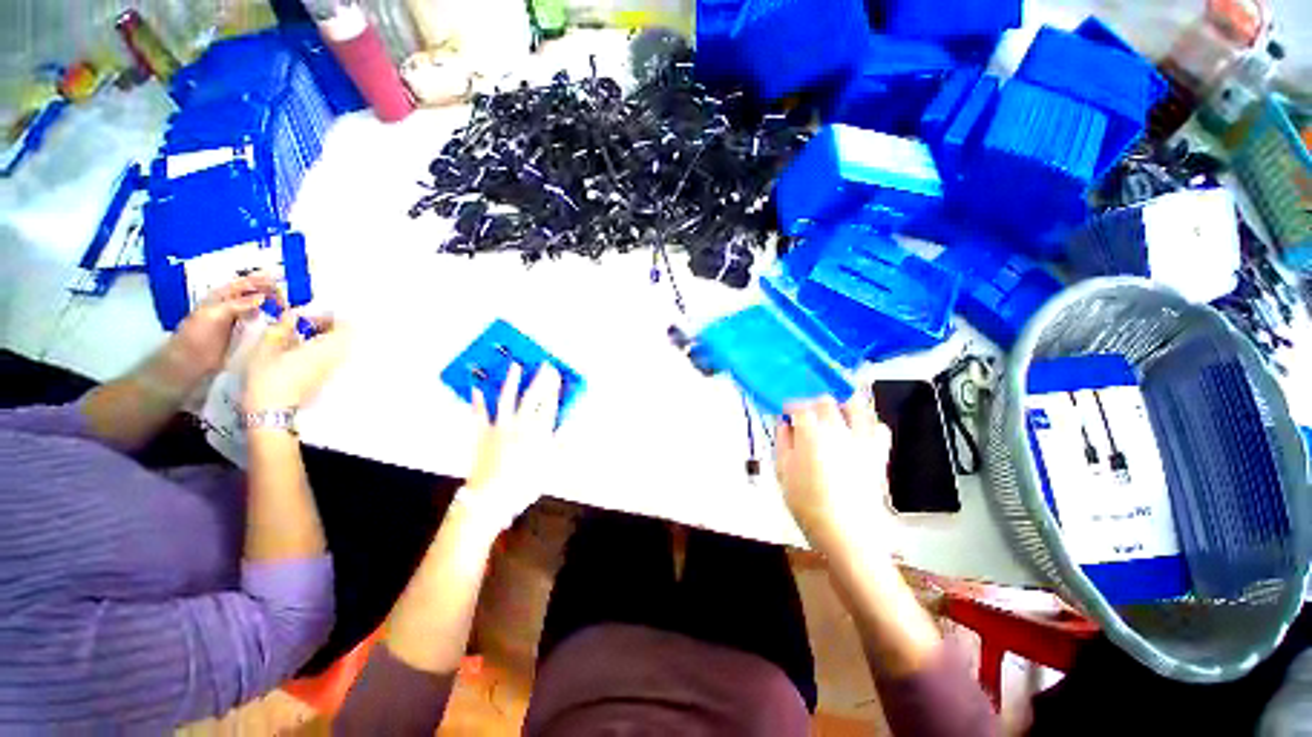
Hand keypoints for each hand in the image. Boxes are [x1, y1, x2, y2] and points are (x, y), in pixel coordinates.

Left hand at [167, 274, 278, 388]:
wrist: (191, 362)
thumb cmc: (198, 336)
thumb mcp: (214, 315)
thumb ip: (237, 304)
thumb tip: (263, 297)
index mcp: (221, 297)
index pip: (243, 283)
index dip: (260, 279)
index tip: (280, 278)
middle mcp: (230, 305)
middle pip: (253, 293)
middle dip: (270, 291)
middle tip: (287, 296)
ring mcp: (237, 320)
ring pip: (258, 307)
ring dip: (272, 305)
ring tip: (288, 306)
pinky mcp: (243, 334)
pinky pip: (260, 322)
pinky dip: (271, 319)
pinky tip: (281, 321)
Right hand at [244, 311, 350, 413]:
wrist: (272, 410)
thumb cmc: (268, 377)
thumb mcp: (267, 347)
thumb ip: (281, 328)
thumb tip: (290, 315)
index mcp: (326, 349)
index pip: (347, 327)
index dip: (330, 318)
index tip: (309, 319)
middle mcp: (336, 359)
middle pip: (344, 337)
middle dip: (326, 327)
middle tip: (303, 327)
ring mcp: (332, 370)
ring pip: (339, 347)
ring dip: (323, 339)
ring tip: (299, 339)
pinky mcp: (326, 378)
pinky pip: (332, 358)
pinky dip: (321, 351)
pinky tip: (298, 353)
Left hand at [458, 363, 562, 530]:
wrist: (492, 498)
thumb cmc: (524, 485)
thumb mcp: (550, 466)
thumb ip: (560, 444)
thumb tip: (569, 426)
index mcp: (539, 432)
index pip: (549, 404)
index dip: (554, 387)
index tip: (557, 374)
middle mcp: (521, 424)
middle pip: (532, 396)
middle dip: (540, 379)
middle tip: (544, 365)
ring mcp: (500, 427)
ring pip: (507, 398)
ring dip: (511, 381)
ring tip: (514, 365)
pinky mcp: (482, 434)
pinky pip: (479, 414)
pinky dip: (477, 401)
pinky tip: (476, 388)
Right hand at [776, 395, 891, 543]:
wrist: (847, 534)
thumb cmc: (807, 504)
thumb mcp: (783, 472)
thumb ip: (782, 442)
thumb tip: (784, 424)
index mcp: (810, 433)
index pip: (798, 407)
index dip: (789, 408)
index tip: (785, 415)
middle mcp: (838, 429)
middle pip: (825, 401)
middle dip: (812, 405)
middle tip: (806, 417)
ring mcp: (861, 440)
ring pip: (855, 406)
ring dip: (842, 405)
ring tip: (834, 416)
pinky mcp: (878, 453)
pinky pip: (879, 427)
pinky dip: (868, 424)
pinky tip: (858, 433)